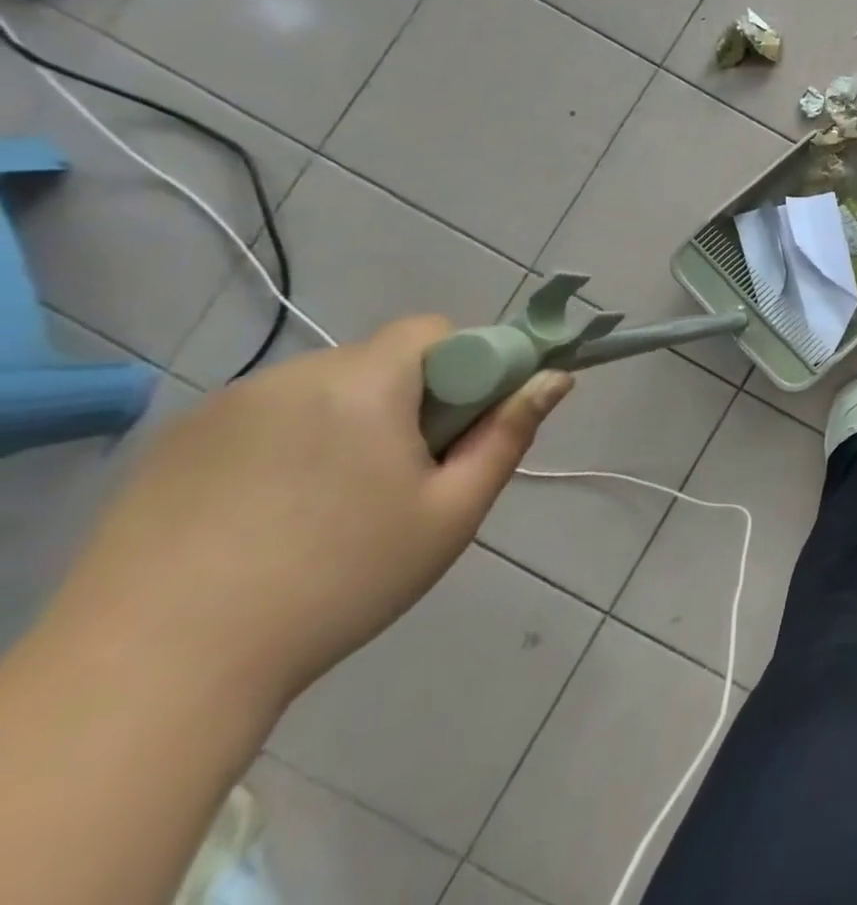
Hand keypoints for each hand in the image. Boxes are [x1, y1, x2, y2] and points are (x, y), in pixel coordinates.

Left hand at [49, 317, 571, 711]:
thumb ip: (509, 433)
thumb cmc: (337, 584)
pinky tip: (266, 516)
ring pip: (322, 389)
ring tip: (327, 507)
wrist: (150, 676)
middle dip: (407, 399)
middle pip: (379, 360)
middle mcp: (293, 374)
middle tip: (400, 477)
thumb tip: (556, 377)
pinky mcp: (172, 442)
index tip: (455, 430)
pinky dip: (285, 444)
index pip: (434, 331)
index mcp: (364, 383)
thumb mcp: (450, 513)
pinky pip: (263, 417)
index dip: (463, 368)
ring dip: (346, 421)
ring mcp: (223, 406)